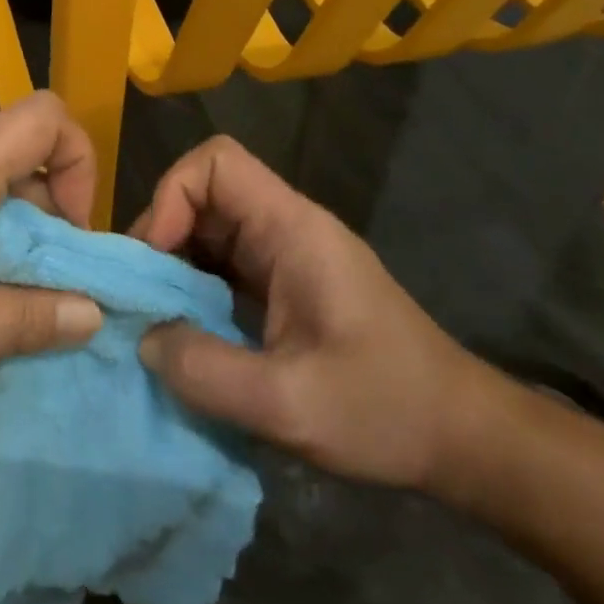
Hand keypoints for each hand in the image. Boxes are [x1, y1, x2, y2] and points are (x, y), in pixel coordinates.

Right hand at [131, 136, 495, 492]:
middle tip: (140, 296)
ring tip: (155, 316)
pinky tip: (187, 331)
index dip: (172, 196)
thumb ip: (205, 371)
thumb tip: (143, 338)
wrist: (463, 440)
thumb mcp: (287, 404)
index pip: (217, 163)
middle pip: (205, 194)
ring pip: (209, 229)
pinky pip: (224, 265)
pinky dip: (195, 288)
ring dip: (175, 266)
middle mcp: (287, 229)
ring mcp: (287, 256)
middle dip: (162, 237)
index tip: (155, 259)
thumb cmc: (386, 411)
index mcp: (293, 230)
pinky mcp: (286, 286)